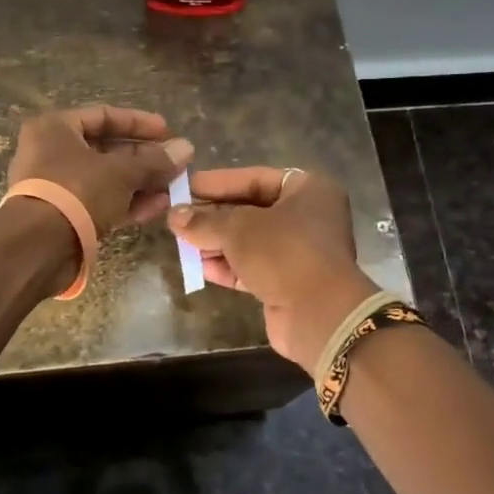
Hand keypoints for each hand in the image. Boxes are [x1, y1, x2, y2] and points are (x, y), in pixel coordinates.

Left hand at [6, 105, 193, 236]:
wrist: (38, 247)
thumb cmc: (76, 191)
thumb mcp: (121, 172)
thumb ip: (154, 161)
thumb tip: (187, 148)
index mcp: (55, 128)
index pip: (103, 115)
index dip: (138, 123)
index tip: (168, 131)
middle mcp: (51, 153)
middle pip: (106, 149)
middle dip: (144, 157)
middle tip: (176, 163)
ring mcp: (56, 187)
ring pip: (106, 178)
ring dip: (140, 182)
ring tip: (174, 188)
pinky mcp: (64, 216)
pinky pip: (100, 202)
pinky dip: (127, 203)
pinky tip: (157, 208)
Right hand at [169, 167, 377, 368]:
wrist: (319, 315)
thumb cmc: (283, 253)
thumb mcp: (238, 229)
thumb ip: (204, 221)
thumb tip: (174, 215)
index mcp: (308, 190)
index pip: (255, 178)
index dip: (219, 182)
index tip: (186, 187)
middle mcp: (309, 217)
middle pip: (252, 210)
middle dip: (214, 215)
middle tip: (179, 215)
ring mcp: (301, 252)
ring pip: (251, 241)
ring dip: (217, 243)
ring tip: (182, 241)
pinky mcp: (290, 283)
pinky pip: (254, 267)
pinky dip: (228, 266)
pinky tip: (199, 266)